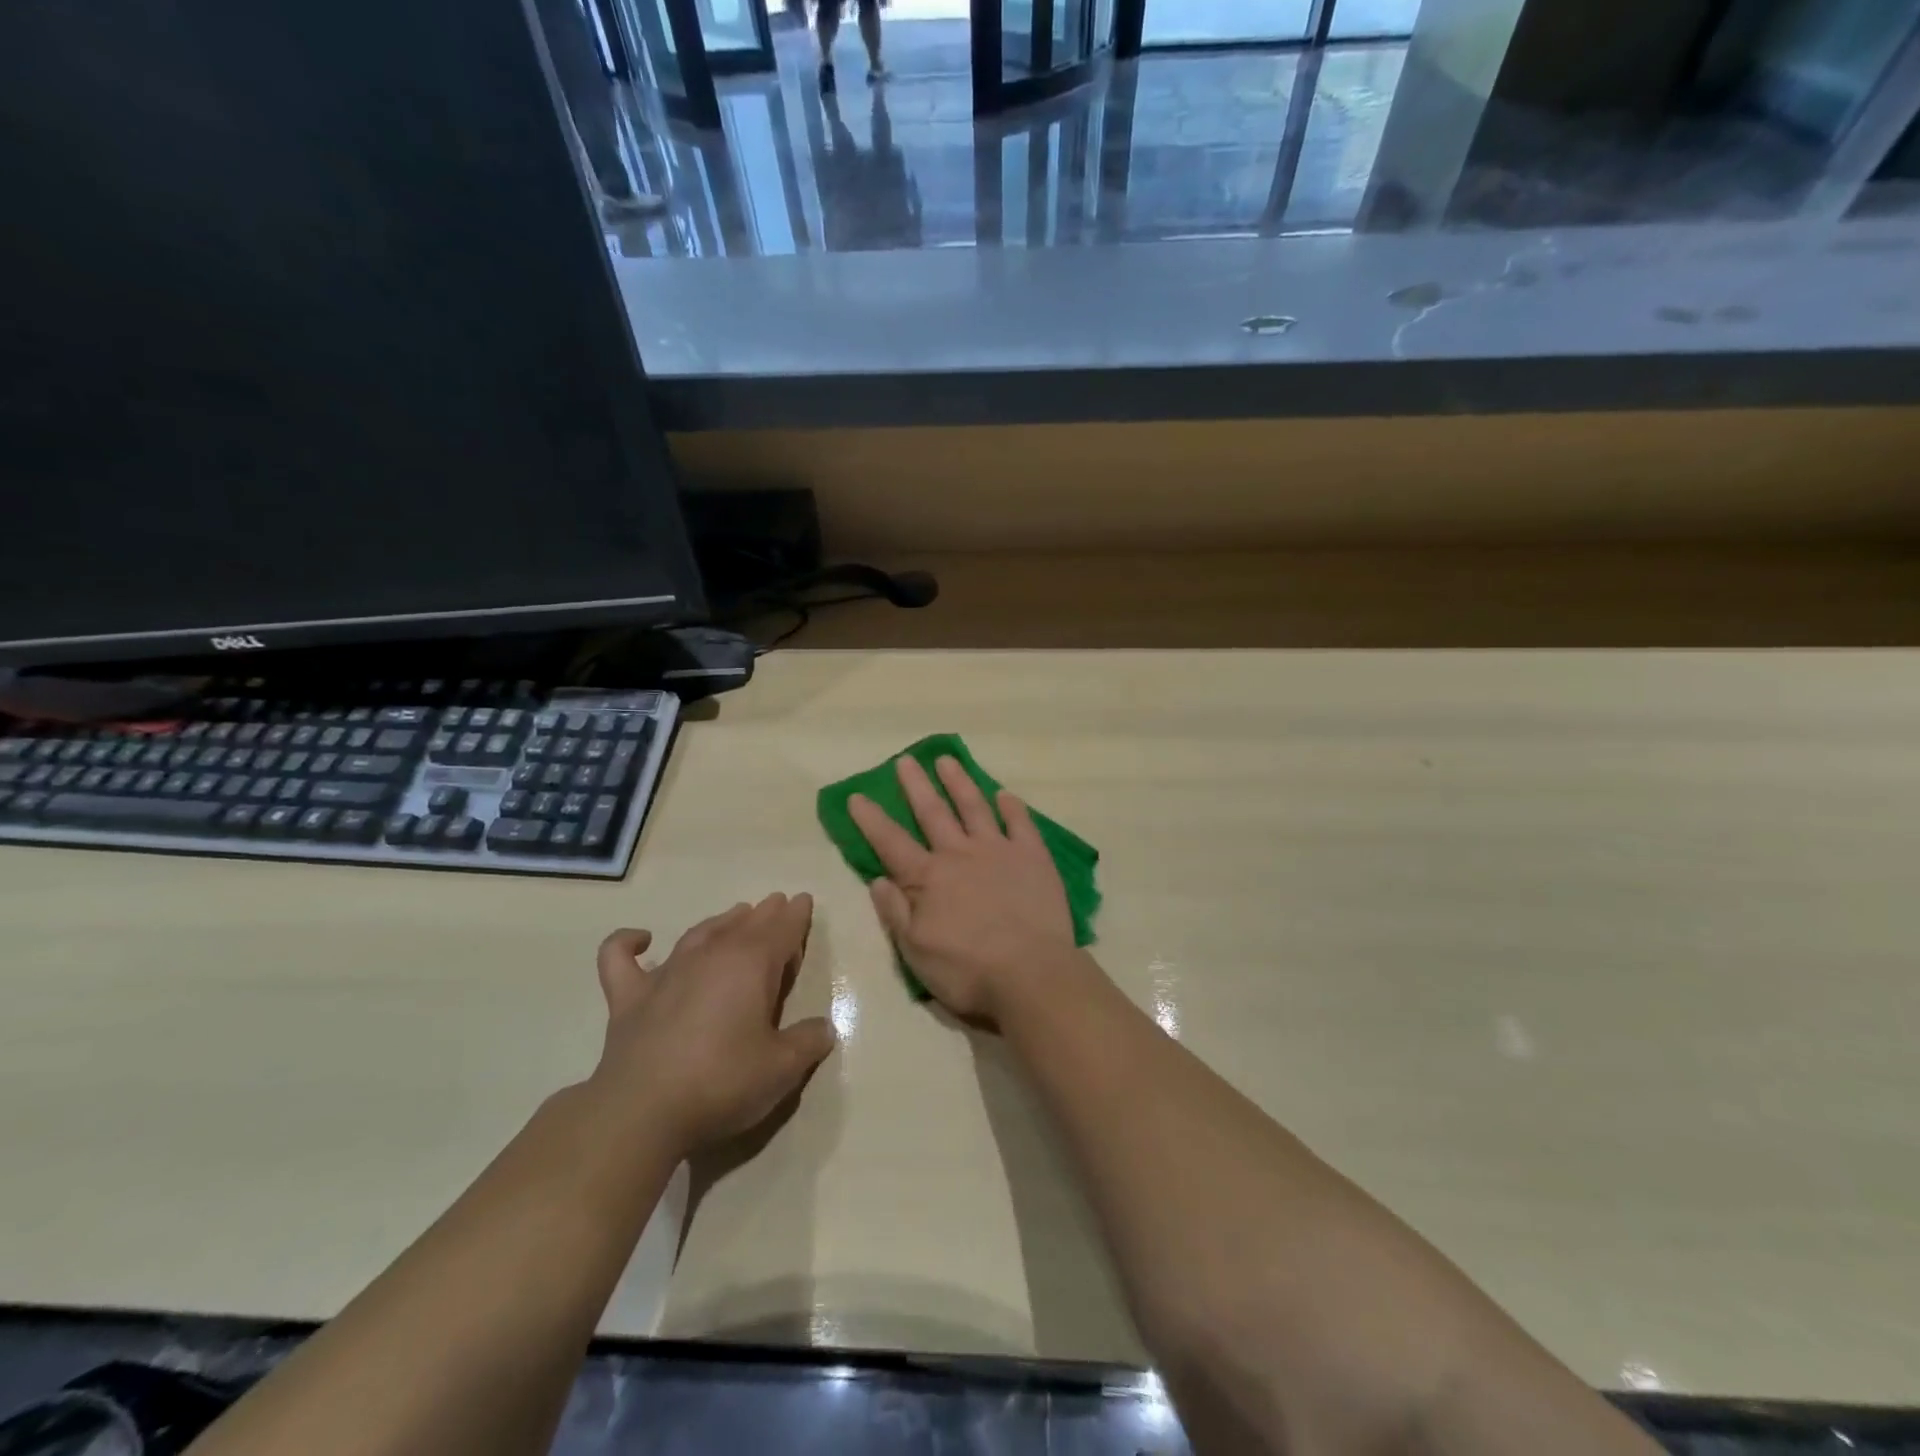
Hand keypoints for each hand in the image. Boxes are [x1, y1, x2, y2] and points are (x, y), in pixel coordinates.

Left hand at [589, 894, 835, 1156]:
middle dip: (765, 913)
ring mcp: (666, 973)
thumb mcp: (781, 1068)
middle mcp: (711, 956)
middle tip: (776, 904)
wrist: (642, 1112)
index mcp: (751, 965)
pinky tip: (640, 939)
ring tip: (736, 914)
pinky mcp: (629, 997)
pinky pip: (620, 957)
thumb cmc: (722, 1082)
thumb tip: (823, 1028)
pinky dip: (628, 942)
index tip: (803, 901)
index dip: (796, 916)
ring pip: (699, 933)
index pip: (782, 929)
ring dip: (721, 921)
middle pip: (744, 925)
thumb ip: (807, 1042)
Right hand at [849, 756, 1077, 1024]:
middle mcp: (960, 854)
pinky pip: (1021, 824)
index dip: (871, 819)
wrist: (1031, 974)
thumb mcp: (916, 952)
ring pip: (974, 807)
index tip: (857, 795)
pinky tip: (1005, 794)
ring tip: (947, 760)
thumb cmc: (968, 970)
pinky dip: (1012, 807)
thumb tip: (878, 879)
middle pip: (932, 813)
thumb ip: (896, 912)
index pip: (891, 842)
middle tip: (905, 760)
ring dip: (959, 783)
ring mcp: (998, 851)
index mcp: (928, 878)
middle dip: (915, 786)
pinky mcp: (1033, 857)